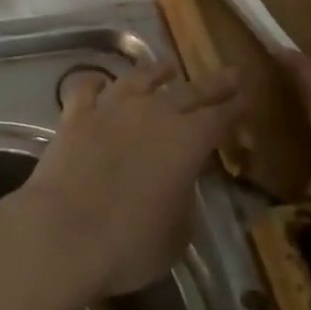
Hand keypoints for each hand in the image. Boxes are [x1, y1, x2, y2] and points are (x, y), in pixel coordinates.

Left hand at [18, 61, 243, 298]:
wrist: (63, 232)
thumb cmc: (130, 243)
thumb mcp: (178, 232)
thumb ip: (184, 199)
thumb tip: (178, 182)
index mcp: (187, 141)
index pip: (220, 117)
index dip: (235, 107)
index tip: (247, 97)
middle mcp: (151, 114)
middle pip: (188, 92)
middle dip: (212, 83)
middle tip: (229, 72)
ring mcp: (110, 110)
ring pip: (138, 79)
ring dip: (156, 71)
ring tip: (167, 66)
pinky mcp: (74, 117)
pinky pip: (86, 89)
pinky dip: (95, 82)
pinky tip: (99, 80)